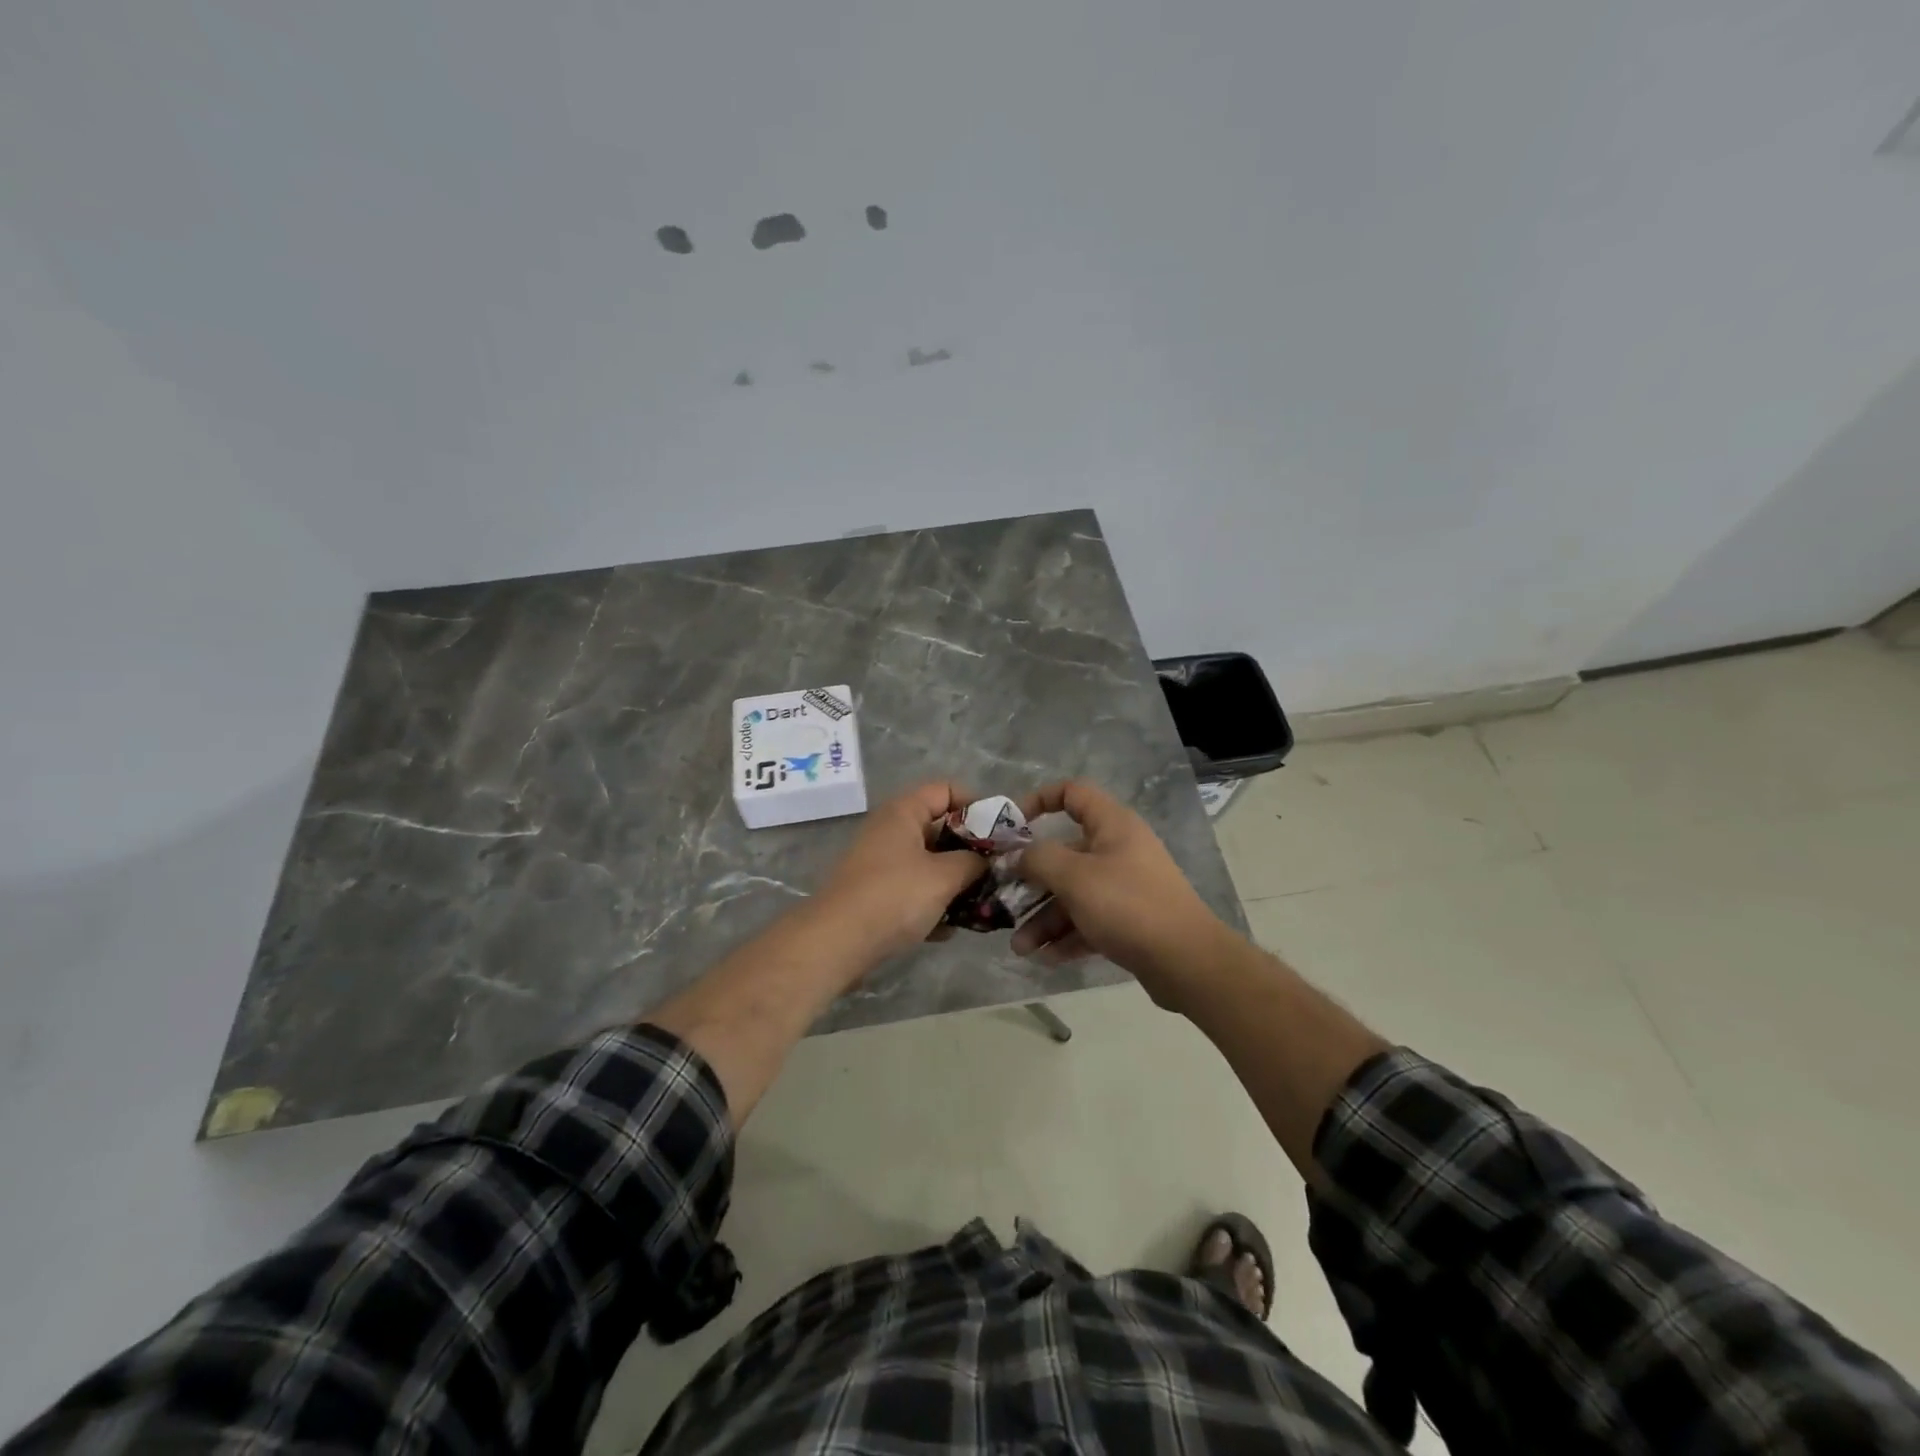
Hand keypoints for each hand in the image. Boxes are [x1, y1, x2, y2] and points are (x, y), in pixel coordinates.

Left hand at [814, 782, 988, 960]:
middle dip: (971, 852)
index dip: (976, 806)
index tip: (999, 834)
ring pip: (930, 864)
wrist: (836, 943)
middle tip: (997, 873)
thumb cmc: (894, 897)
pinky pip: (914, 890)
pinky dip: (932, 905)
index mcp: (903, 812)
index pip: (946, 790)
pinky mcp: (877, 894)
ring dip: (955, 884)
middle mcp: (891, 831)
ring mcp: (882, 863)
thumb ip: (974, 862)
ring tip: (980, 906)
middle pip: (941, 829)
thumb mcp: (944, 876)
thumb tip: (988, 860)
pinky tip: (948, 930)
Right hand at [1010, 779, 1229, 1007]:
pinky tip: (1044, 959)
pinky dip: (1067, 936)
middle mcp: (1118, 850)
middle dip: (1032, 881)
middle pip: (1065, 854)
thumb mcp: (1075, 877)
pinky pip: (1089, 921)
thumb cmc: (1127, 905)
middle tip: (1004, 901)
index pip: (1073, 793)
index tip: (1012, 825)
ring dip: (1044, 919)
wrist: (1187, 962)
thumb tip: (1017, 856)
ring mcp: (1125, 887)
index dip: (1039, 800)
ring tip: (1020, 948)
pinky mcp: (1129, 921)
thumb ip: (1038, 860)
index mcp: (1112, 825)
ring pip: (1073, 894)